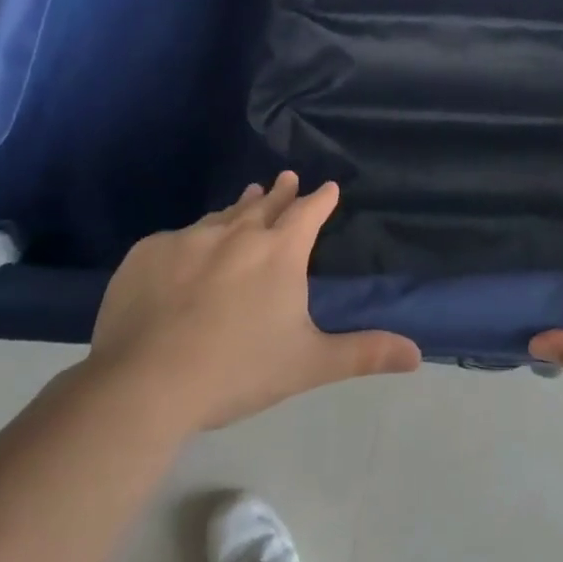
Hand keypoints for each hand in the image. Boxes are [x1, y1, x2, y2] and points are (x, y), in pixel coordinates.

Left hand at [85, 173, 420, 430]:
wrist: (145, 383)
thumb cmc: (238, 370)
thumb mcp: (309, 364)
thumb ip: (363, 353)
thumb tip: (417, 354)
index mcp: (279, 252)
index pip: (308, 213)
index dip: (320, 200)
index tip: (328, 187)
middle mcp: (237, 233)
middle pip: (265, 204)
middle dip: (280, 192)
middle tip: (286, 178)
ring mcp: (189, 239)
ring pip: (222, 216)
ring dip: (239, 207)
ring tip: (247, 196)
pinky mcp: (149, 253)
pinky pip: (178, 238)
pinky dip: (193, 240)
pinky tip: (188, 251)